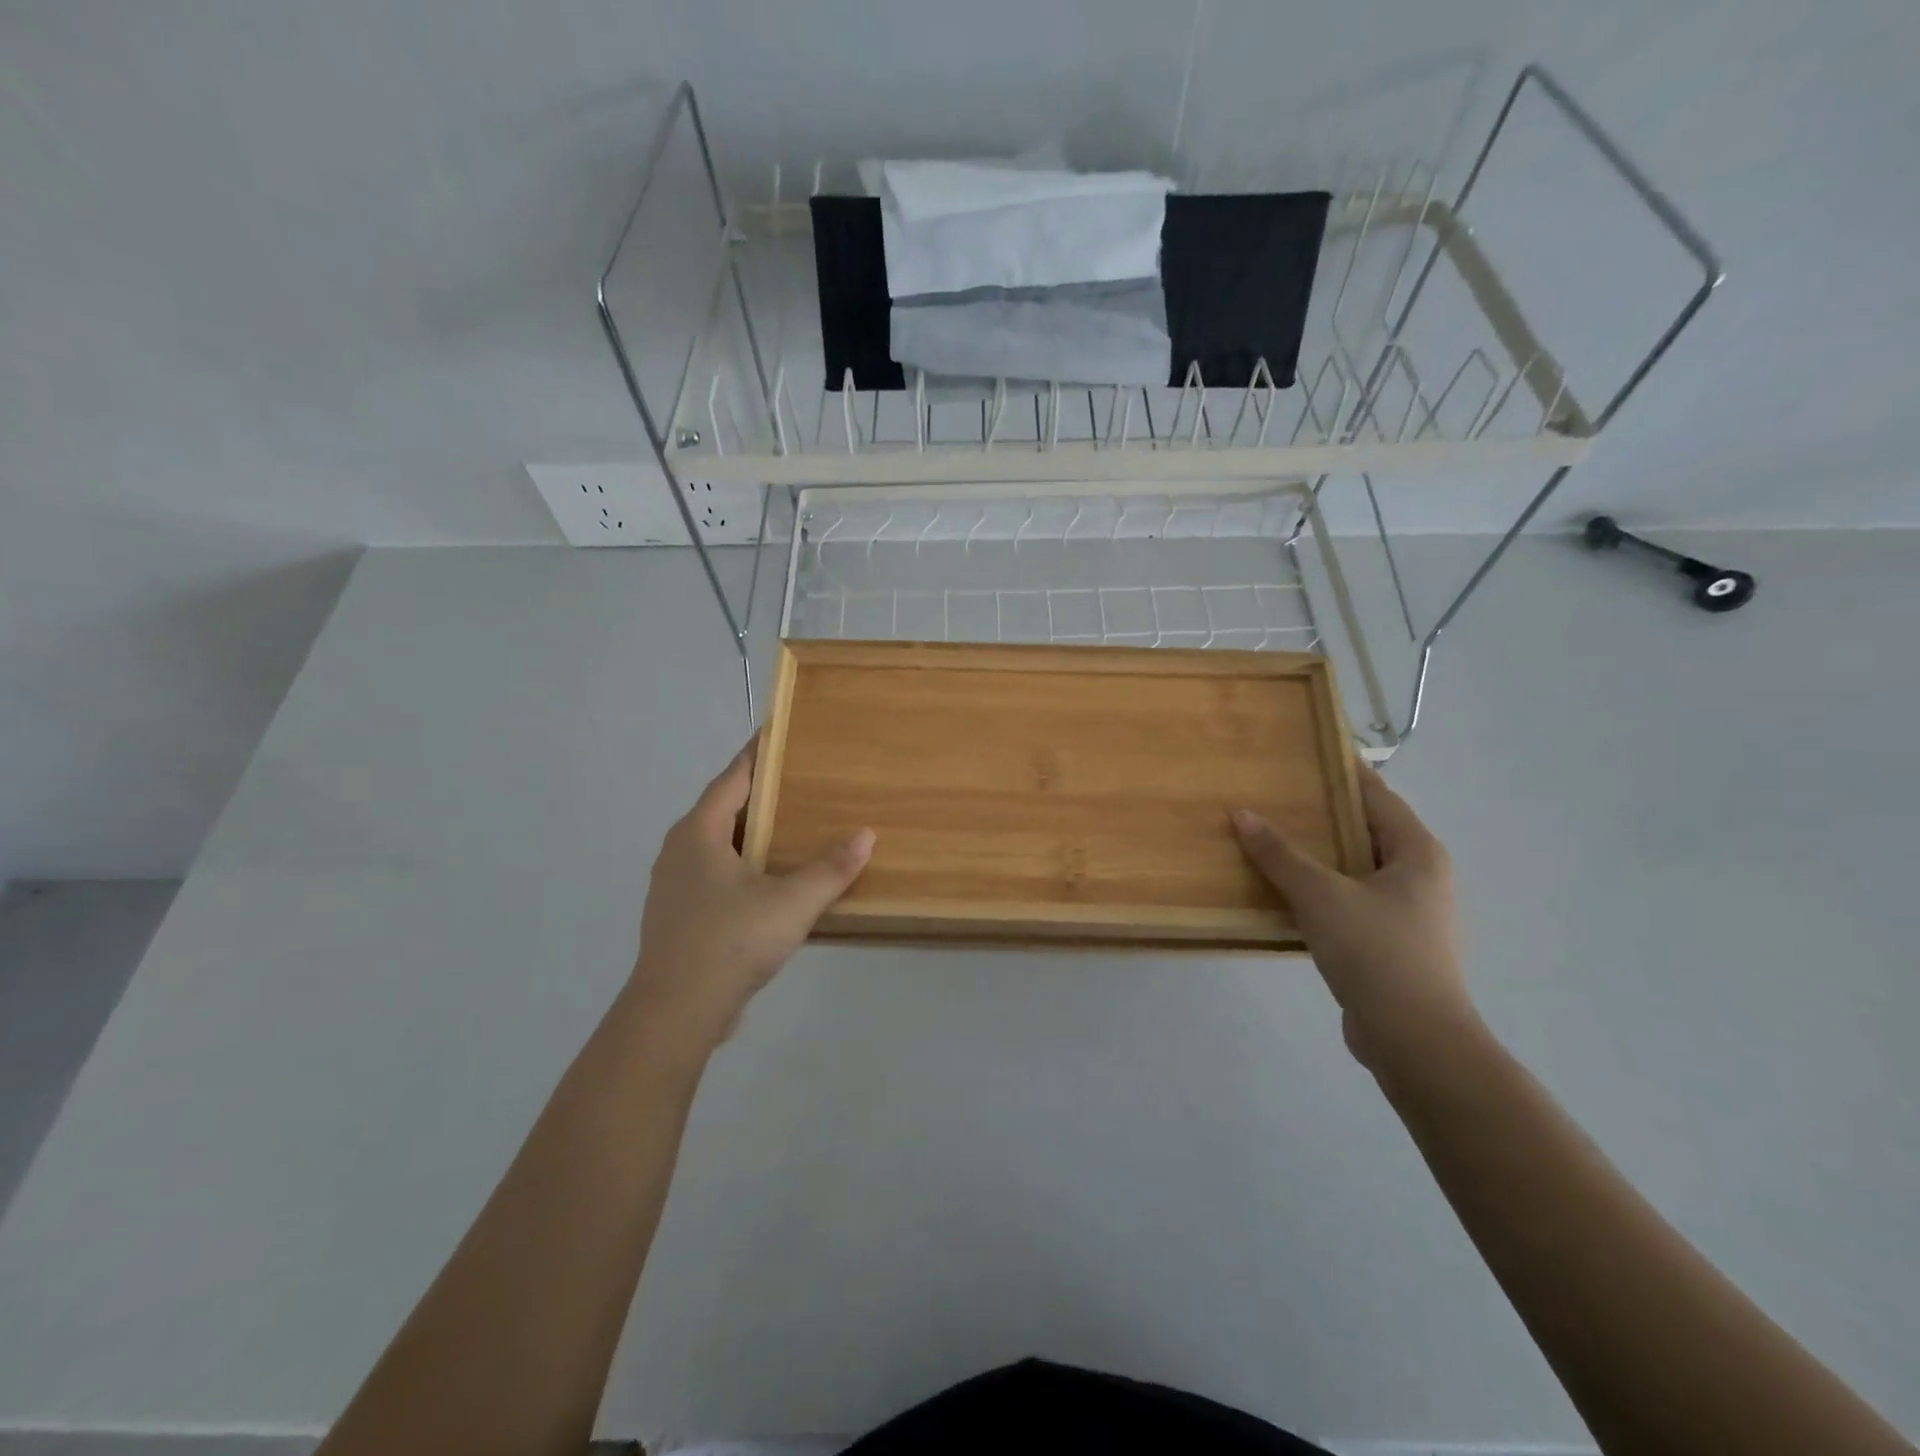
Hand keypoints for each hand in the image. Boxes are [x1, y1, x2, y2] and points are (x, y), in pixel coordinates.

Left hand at [632, 736, 873, 1045]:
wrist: (675, 1012)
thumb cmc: (730, 942)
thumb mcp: (791, 903)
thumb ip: (831, 869)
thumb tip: (866, 835)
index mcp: (699, 833)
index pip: (732, 778)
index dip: (757, 755)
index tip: (779, 734)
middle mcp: (678, 850)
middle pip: (723, 808)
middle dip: (759, 794)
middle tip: (799, 783)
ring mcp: (672, 885)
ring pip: (716, 845)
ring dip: (749, 833)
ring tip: (789, 829)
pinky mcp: (677, 915)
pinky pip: (713, 874)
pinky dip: (741, 865)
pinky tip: (768, 882)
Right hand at [1233, 765, 1478, 1075]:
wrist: (1414, 1040)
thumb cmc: (1376, 952)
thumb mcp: (1321, 895)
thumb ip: (1280, 854)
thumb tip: (1241, 815)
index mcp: (1417, 853)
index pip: (1377, 795)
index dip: (1342, 773)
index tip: (1305, 754)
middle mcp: (1418, 876)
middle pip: (1364, 831)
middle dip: (1320, 815)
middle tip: (1273, 796)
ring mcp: (1405, 913)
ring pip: (1353, 869)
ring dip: (1316, 857)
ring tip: (1268, 840)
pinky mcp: (1388, 944)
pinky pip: (1347, 902)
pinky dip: (1318, 892)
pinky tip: (1281, 893)